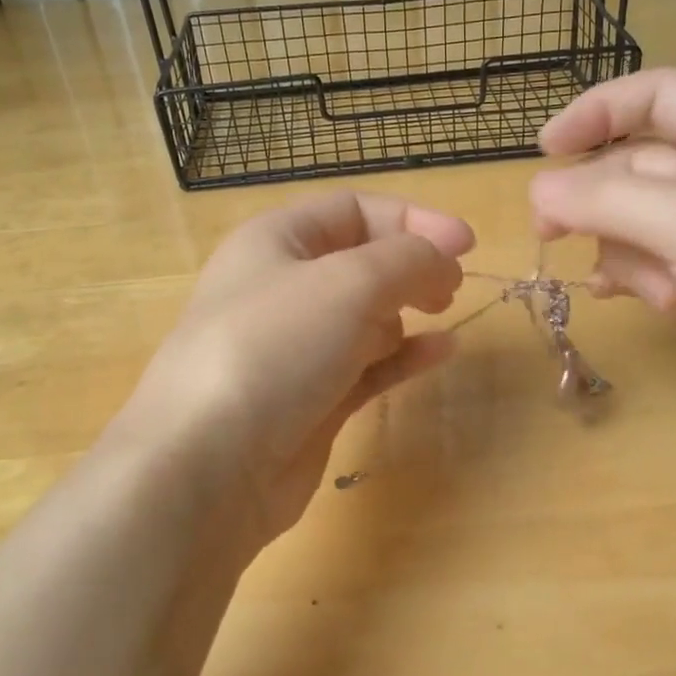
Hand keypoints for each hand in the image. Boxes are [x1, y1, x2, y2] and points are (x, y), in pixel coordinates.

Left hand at [122, 191, 472, 549]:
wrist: (209, 465)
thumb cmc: (274, 349)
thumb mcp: (349, 283)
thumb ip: (408, 260)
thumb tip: (443, 262)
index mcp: (276, 241)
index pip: (353, 210)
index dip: (413, 219)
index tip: (465, 244)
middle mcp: (282, 288)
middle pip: (360, 261)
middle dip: (411, 264)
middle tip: (452, 285)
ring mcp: (295, 348)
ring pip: (365, 315)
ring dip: (407, 308)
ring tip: (442, 312)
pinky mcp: (311, 400)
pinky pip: (367, 366)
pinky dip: (404, 355)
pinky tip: (441, 351)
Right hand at [530, 68, 675, 473]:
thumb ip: (608, 198)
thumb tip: (538, 190)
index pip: (660, 96)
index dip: (600, 109)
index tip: (545, 149)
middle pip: (636, 164)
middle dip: (593, 193)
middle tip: (548, 228)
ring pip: (632, 221)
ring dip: (617, 246)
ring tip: (631, 283)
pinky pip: (643, 267)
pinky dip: (625, 277)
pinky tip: (616, 297)